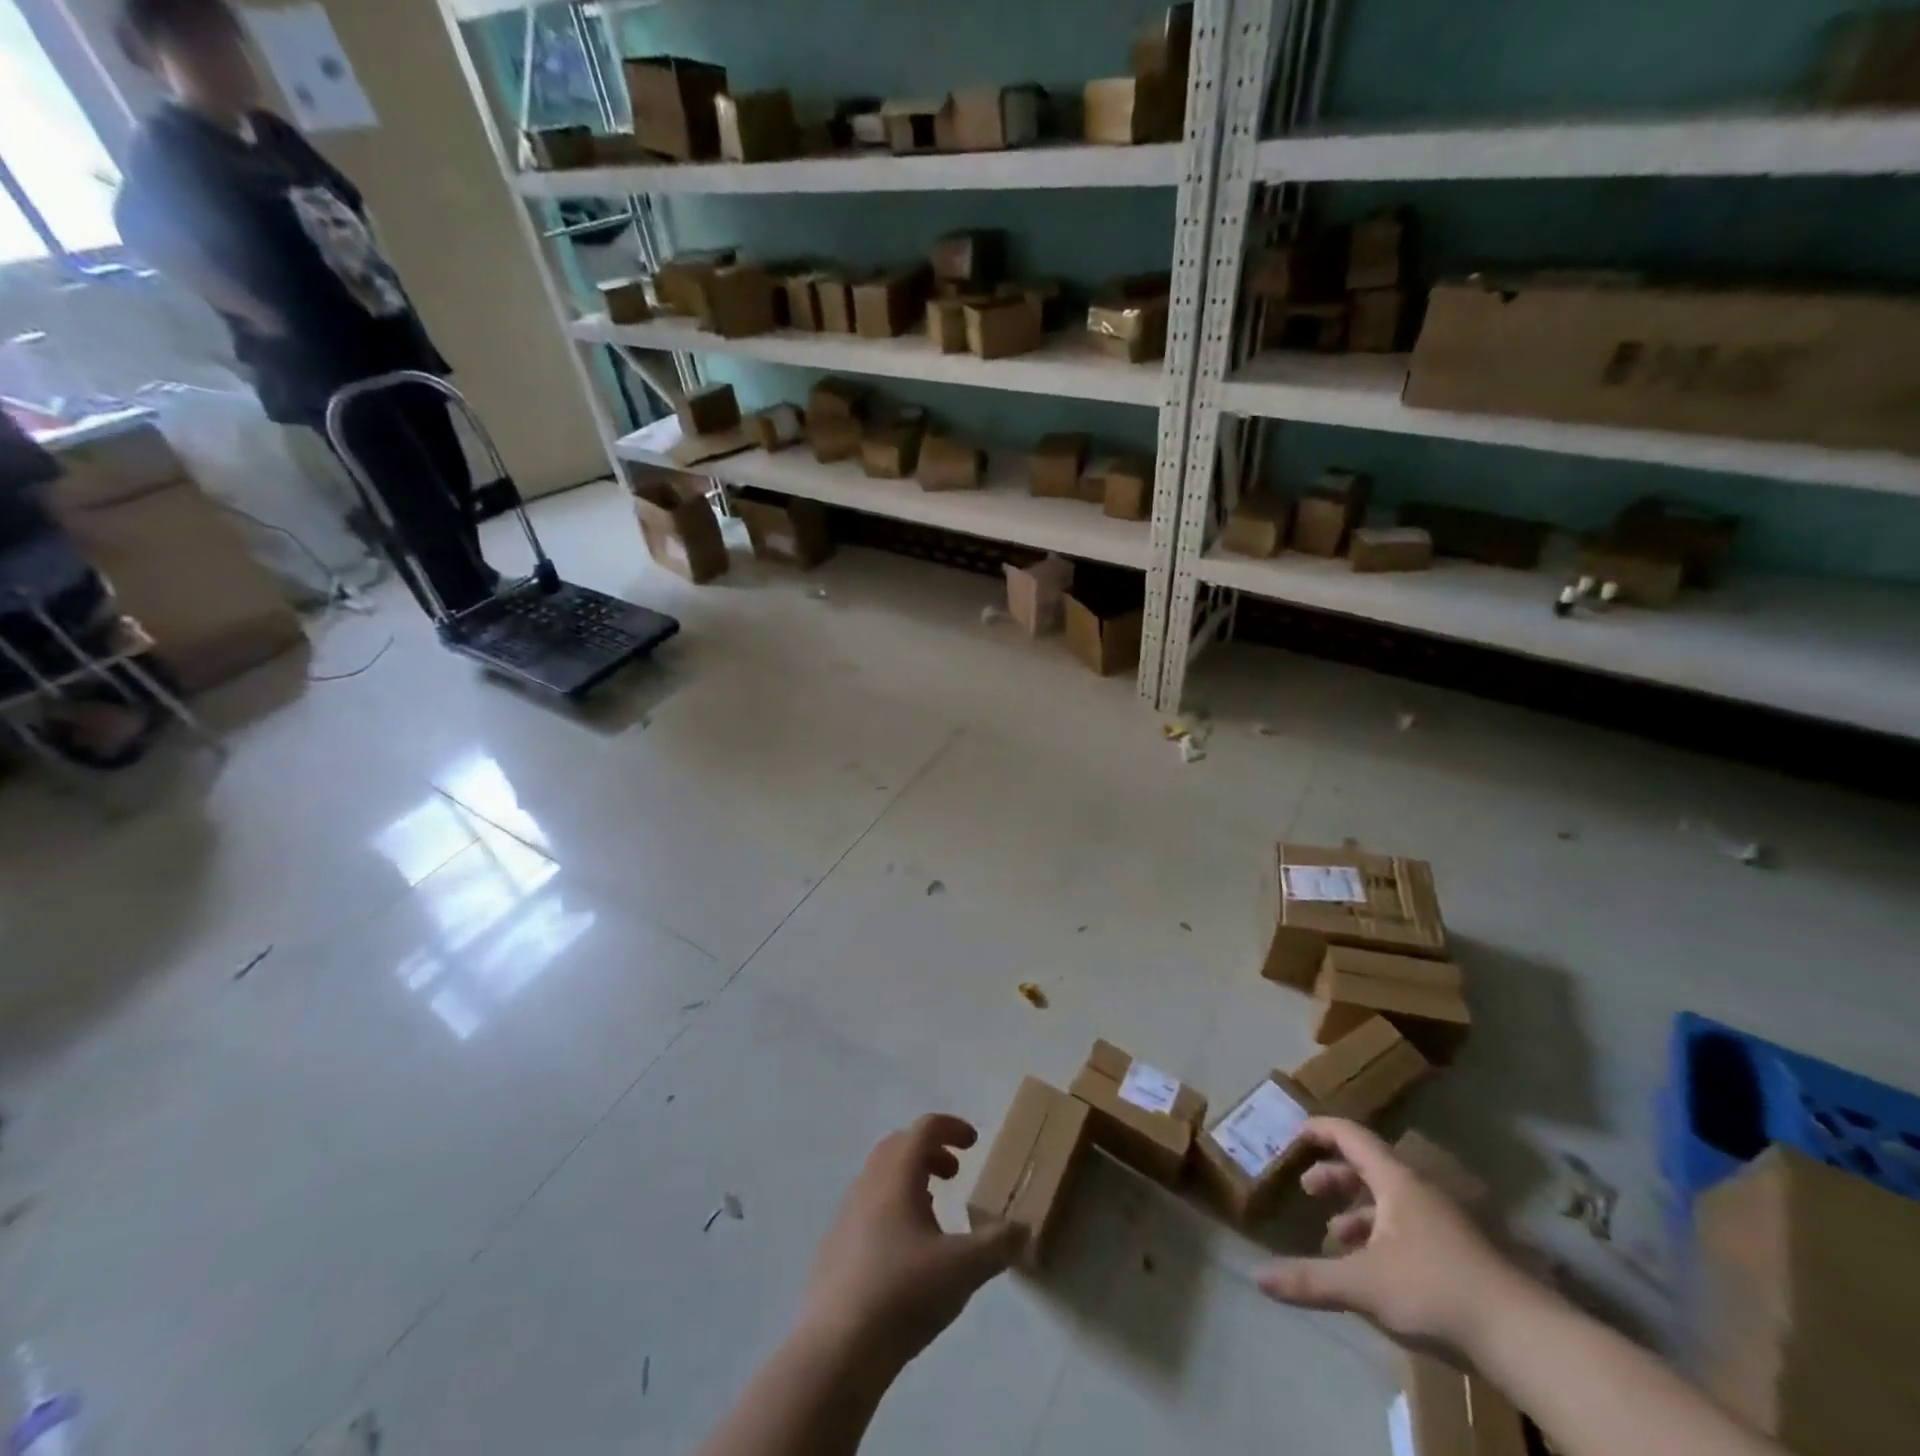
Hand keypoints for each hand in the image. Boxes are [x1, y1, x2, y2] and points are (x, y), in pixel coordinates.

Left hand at [798, 1115, 1021, 1370]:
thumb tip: (1023, 1228)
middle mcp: (868, 1183)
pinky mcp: (834, 1246)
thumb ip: (998, 1244)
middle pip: (899, 1146)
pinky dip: (891, 1207)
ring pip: (880, 1176)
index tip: (974, 1143)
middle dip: (930, 1151)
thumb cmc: (904, 1293)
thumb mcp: (964, 1269)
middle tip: (955, 1173)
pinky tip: (905, 1250)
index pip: (924, 1128)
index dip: (952, 1127)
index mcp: (897, 1174)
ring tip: (933, 1211)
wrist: (836, 1350)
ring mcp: (846, 1214)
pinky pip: (867, 1206)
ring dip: (909, 1179)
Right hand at [1256, 1118, 1523, 1357]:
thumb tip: (1258, 1278)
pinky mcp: (1460, 1254)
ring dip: (1357, 1212)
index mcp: (1396, 1180)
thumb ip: (1312, 1279)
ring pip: (1390, 1201)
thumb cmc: (1436, 1290)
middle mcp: (1420, 1191)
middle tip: (1308, 1191)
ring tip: (1335, 1238)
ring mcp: (1444, 1222)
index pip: (1351, 1135)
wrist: (1526, 1338)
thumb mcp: (1365, 1285)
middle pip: (1368, 1167)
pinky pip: (1409, 1227)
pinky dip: (1382, 1235)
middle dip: (1334, 1176)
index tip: (1293, 1133)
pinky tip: (1374, 1270)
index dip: (1320, 1129)